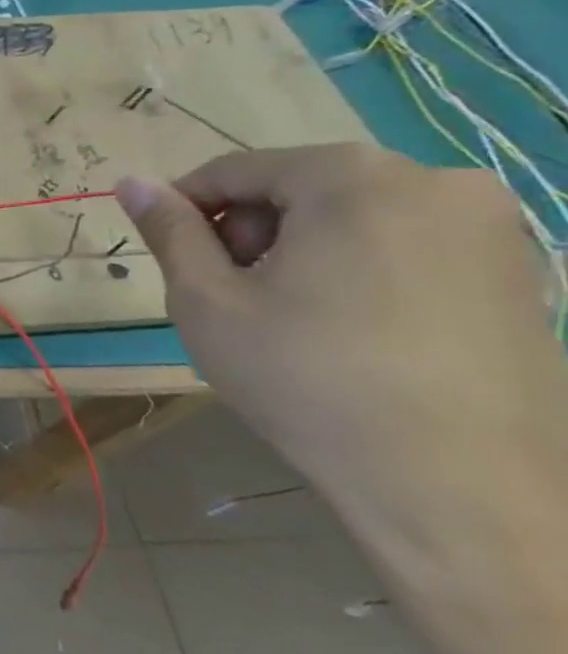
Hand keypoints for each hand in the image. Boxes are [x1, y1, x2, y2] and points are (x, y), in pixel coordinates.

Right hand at [116, 144, 563, 504]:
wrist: (455, 483)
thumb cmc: (305, 377)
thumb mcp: (206, 299)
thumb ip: (169, 230)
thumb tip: (130, 181)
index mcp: (351, 177)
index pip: (235, 170)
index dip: (186, 209)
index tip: (171, 257)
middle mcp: (434, 181)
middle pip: (301, 187)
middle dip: (251, 231)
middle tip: (232, 295)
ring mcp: (493, 227)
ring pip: (355, 216)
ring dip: (304, 249)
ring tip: (289, 317)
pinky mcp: (522, 274)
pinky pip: (409, 246)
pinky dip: (362, 270)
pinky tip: (351, 330)